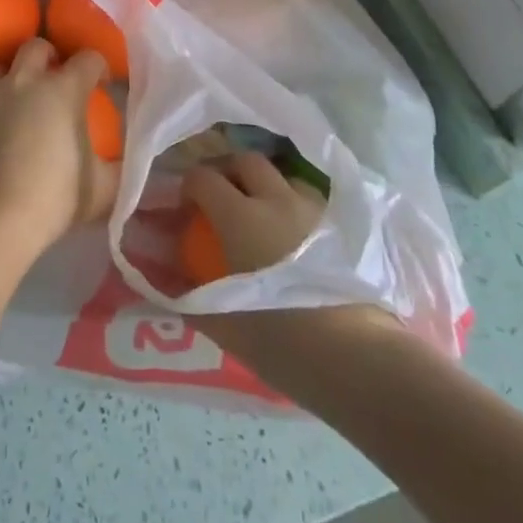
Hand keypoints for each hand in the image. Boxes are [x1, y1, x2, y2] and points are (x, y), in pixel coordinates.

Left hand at [0, 39, 117, 255]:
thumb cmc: (53, 198)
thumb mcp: (101, 189)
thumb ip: (117, 168)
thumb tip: (123, 161)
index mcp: (63, 90)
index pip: (88, 59)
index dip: (98, 67)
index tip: (101, 84)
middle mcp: (24, 80)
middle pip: (37, 47)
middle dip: (48, 57)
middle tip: (54, 81)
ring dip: (9, 78)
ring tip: (14, 101)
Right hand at [183, 152, 406, 361]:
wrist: (361, 361)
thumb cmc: (285, 343)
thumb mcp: (225, 326)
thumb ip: (188, 298)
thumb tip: (161, 280)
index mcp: (240, 217)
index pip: (203, 177)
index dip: (190, 187)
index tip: (188, 210)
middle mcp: (277, 200)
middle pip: (246, 161)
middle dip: (230, 173)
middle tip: (225, 201)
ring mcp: (316, 210)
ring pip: (286, 177)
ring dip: (269, 188)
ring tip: (268, 218)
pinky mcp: (348, 228)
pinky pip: (315, 202)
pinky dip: (300, 209)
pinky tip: (301, 237)